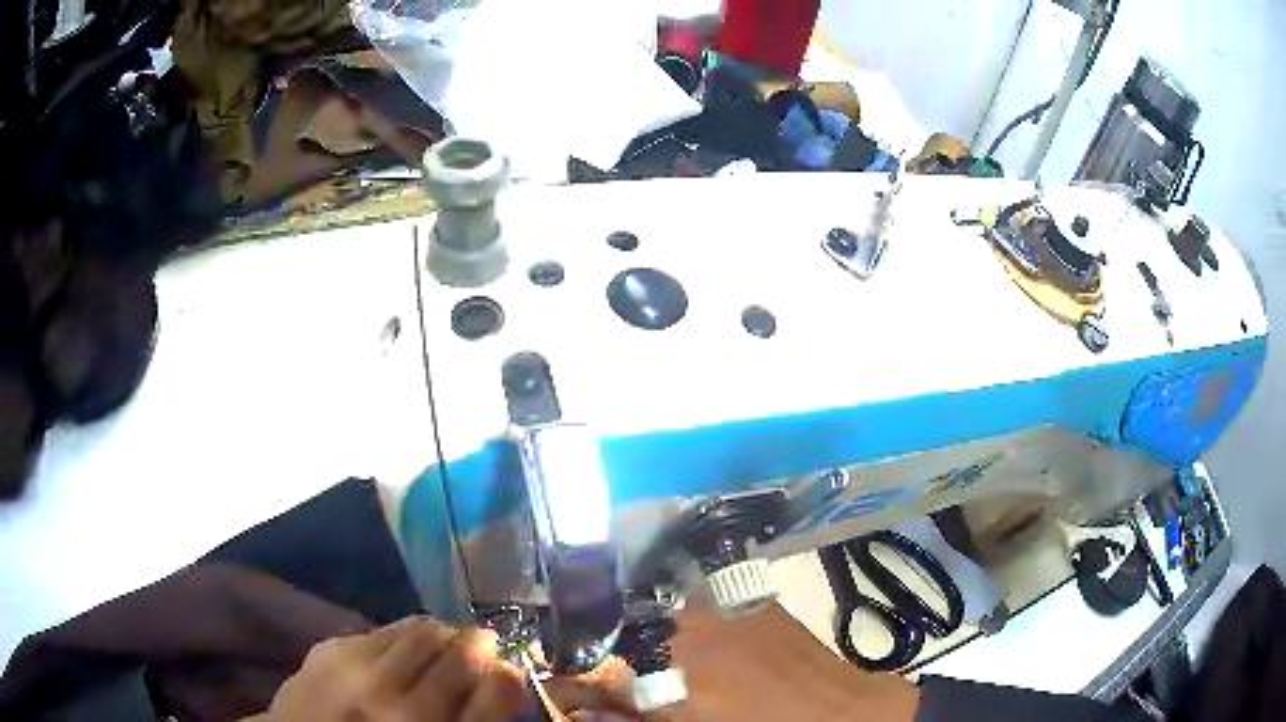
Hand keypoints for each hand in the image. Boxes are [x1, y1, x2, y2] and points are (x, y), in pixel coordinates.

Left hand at [263, 617, 526, 721]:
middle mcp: (398, 706)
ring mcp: (358, 672)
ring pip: (423, 629)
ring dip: (441, 635)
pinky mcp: (329, 649)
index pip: (495, 692)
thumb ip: (473, 717)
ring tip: (439, 647)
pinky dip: (401, 637)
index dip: (508, 678)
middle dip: (478, 646)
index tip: (508, 673)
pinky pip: (383, 629)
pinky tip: (394, 653)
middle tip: (478, 651)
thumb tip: (504, 675)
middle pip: (462, 650)